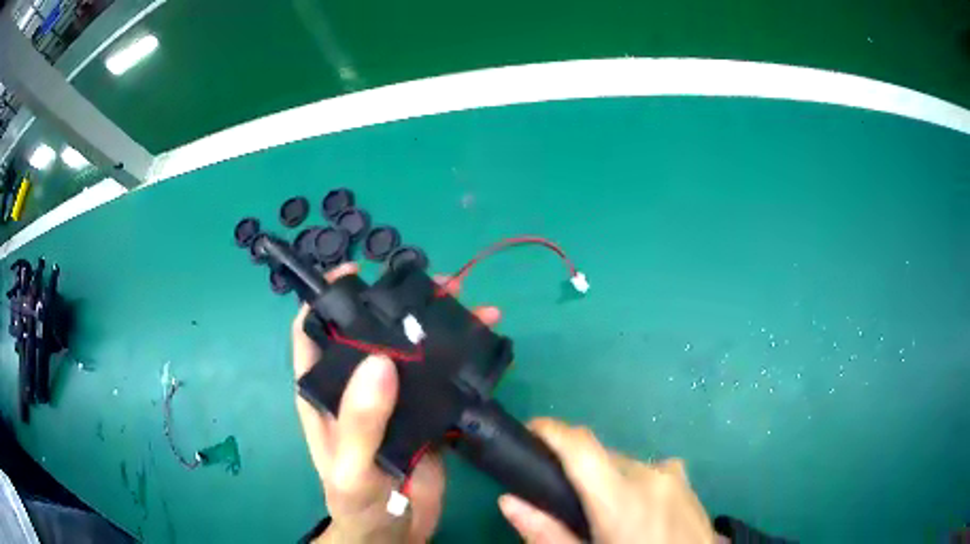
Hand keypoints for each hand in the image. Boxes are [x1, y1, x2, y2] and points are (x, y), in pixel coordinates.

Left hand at [292, 262, 500, 542]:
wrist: (395, 535)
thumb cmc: (358, 505)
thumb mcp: (351, 469)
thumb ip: (359, 421)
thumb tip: (379, 358)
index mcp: (326, 392)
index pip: (314, 331)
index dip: (329, 297)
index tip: (360, 272)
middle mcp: (357, 387)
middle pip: (374, 330)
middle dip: (403, 303)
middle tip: (443, 286)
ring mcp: (394, 399)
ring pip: (413, 350)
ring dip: (442, 327)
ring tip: (478, 309)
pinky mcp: (425, 415)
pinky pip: (442, 379)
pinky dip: (463, 360)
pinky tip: (487, 348)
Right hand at [498, 419, 719, 543]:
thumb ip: (547, 533)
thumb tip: (509, 500)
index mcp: (622, 499)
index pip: (581, 446)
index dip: (551, 430)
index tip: (528, 431)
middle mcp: (650, 475)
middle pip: (601, 456)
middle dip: (578, 469)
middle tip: (564, 500)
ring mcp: (673, 475)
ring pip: (624, 464)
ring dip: (606, 479)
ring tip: (604, 516)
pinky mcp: (687, 480)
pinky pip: (647, 471)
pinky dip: (631, 483)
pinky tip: (636, 512)